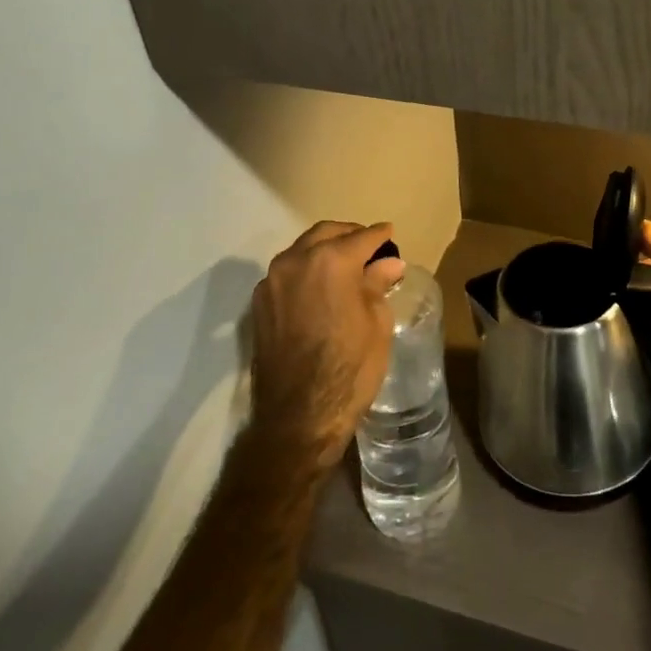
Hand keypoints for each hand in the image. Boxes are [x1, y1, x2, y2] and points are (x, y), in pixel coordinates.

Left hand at [248, 220, 404, 472]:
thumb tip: (388, 263)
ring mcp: (272, 281)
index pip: (362, 237)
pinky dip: (306, 270)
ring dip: (324, 250)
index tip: (390, 234)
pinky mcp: (259, 303)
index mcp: (331, 260)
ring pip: (302, 250)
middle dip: (349, 235)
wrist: (298, 416)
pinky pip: (287, 272)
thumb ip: (378, 285)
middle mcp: (296, 260)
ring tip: (345, 265)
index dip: (380, 235)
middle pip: (326, 233)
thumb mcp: (377, 324)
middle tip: (368, 246)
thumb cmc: (350, 368)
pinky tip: (320, 286)